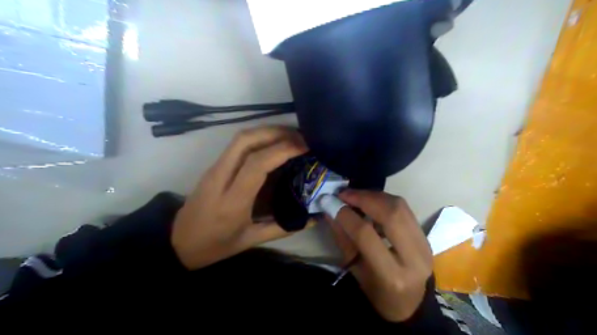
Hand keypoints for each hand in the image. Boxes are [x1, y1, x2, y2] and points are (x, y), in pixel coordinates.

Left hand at [171, 126, 307, 269]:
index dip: (282, 150)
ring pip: (240, 138)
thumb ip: (283, 228)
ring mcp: (214, 169)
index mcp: (232, 201)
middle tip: (300, 137)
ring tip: (291, 136)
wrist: (177, 242)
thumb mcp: (250, 241)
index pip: (257, 164)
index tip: (304, 146)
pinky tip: (273, 143)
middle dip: (276, 132)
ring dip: (267, 131)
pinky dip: (258, 137)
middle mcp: (220, 178)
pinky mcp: (213, 166)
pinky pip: (237, 145)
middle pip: (246, 140)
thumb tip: (312, 218)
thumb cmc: (214, 245)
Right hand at [327, 190, 428, 320]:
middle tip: (344, 194)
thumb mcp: (355, 270)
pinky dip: (384, 200)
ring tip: (355, 195)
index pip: (367, 235)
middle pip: (391, 214)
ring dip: (374, 196)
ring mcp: (424, 244)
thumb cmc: (377, 292)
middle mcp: (414, 257)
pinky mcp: (425, 235)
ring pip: (400, 206)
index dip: (347, 216)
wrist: (410, 303)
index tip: (331, 204)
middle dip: (364, 198)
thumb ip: (343, 238)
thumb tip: (330, 210)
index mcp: (392, 275)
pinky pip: (404, 208)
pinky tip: (370, 202)